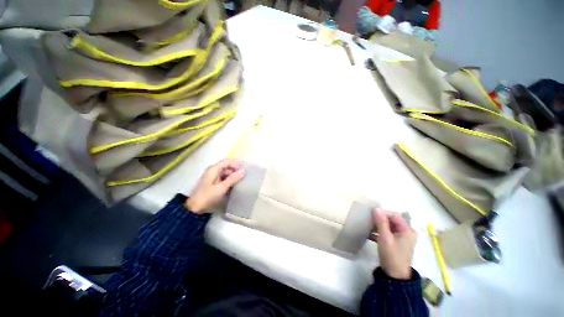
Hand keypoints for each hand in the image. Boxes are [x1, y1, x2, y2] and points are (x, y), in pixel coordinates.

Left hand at [185, 159, 245, 213]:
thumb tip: (243, 171)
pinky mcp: (212, 184)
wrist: (195, 206)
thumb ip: (232, 179)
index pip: (226, 162)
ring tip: (241, 183)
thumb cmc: (208, 196)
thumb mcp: (221, 188)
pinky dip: (228, 182)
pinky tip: (233, 187)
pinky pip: (222, 180)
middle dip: (234, 171)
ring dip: (232, 177)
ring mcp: (211, 178)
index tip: (245, 170)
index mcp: (213, 169)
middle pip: (225, 167)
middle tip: (244, 177)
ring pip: (224, 174)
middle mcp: (212, 171)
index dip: (235, 164)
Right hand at [372, 208, 416, 279]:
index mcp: (408, 229)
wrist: (395, 277)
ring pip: (392, 229)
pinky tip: (371, 236)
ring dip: (381, 228)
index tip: (371, 214)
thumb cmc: (391, 256)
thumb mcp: (385, 239)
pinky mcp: (400, 246)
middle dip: (381, 221)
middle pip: (394, 222)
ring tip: (368, 228)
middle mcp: (408, 232)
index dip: (384, 213)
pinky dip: (383, 235)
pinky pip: (391, 236)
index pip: (395, 216)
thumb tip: (376, 209)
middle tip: (369, 221)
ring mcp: (405, 240)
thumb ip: (381, 224)